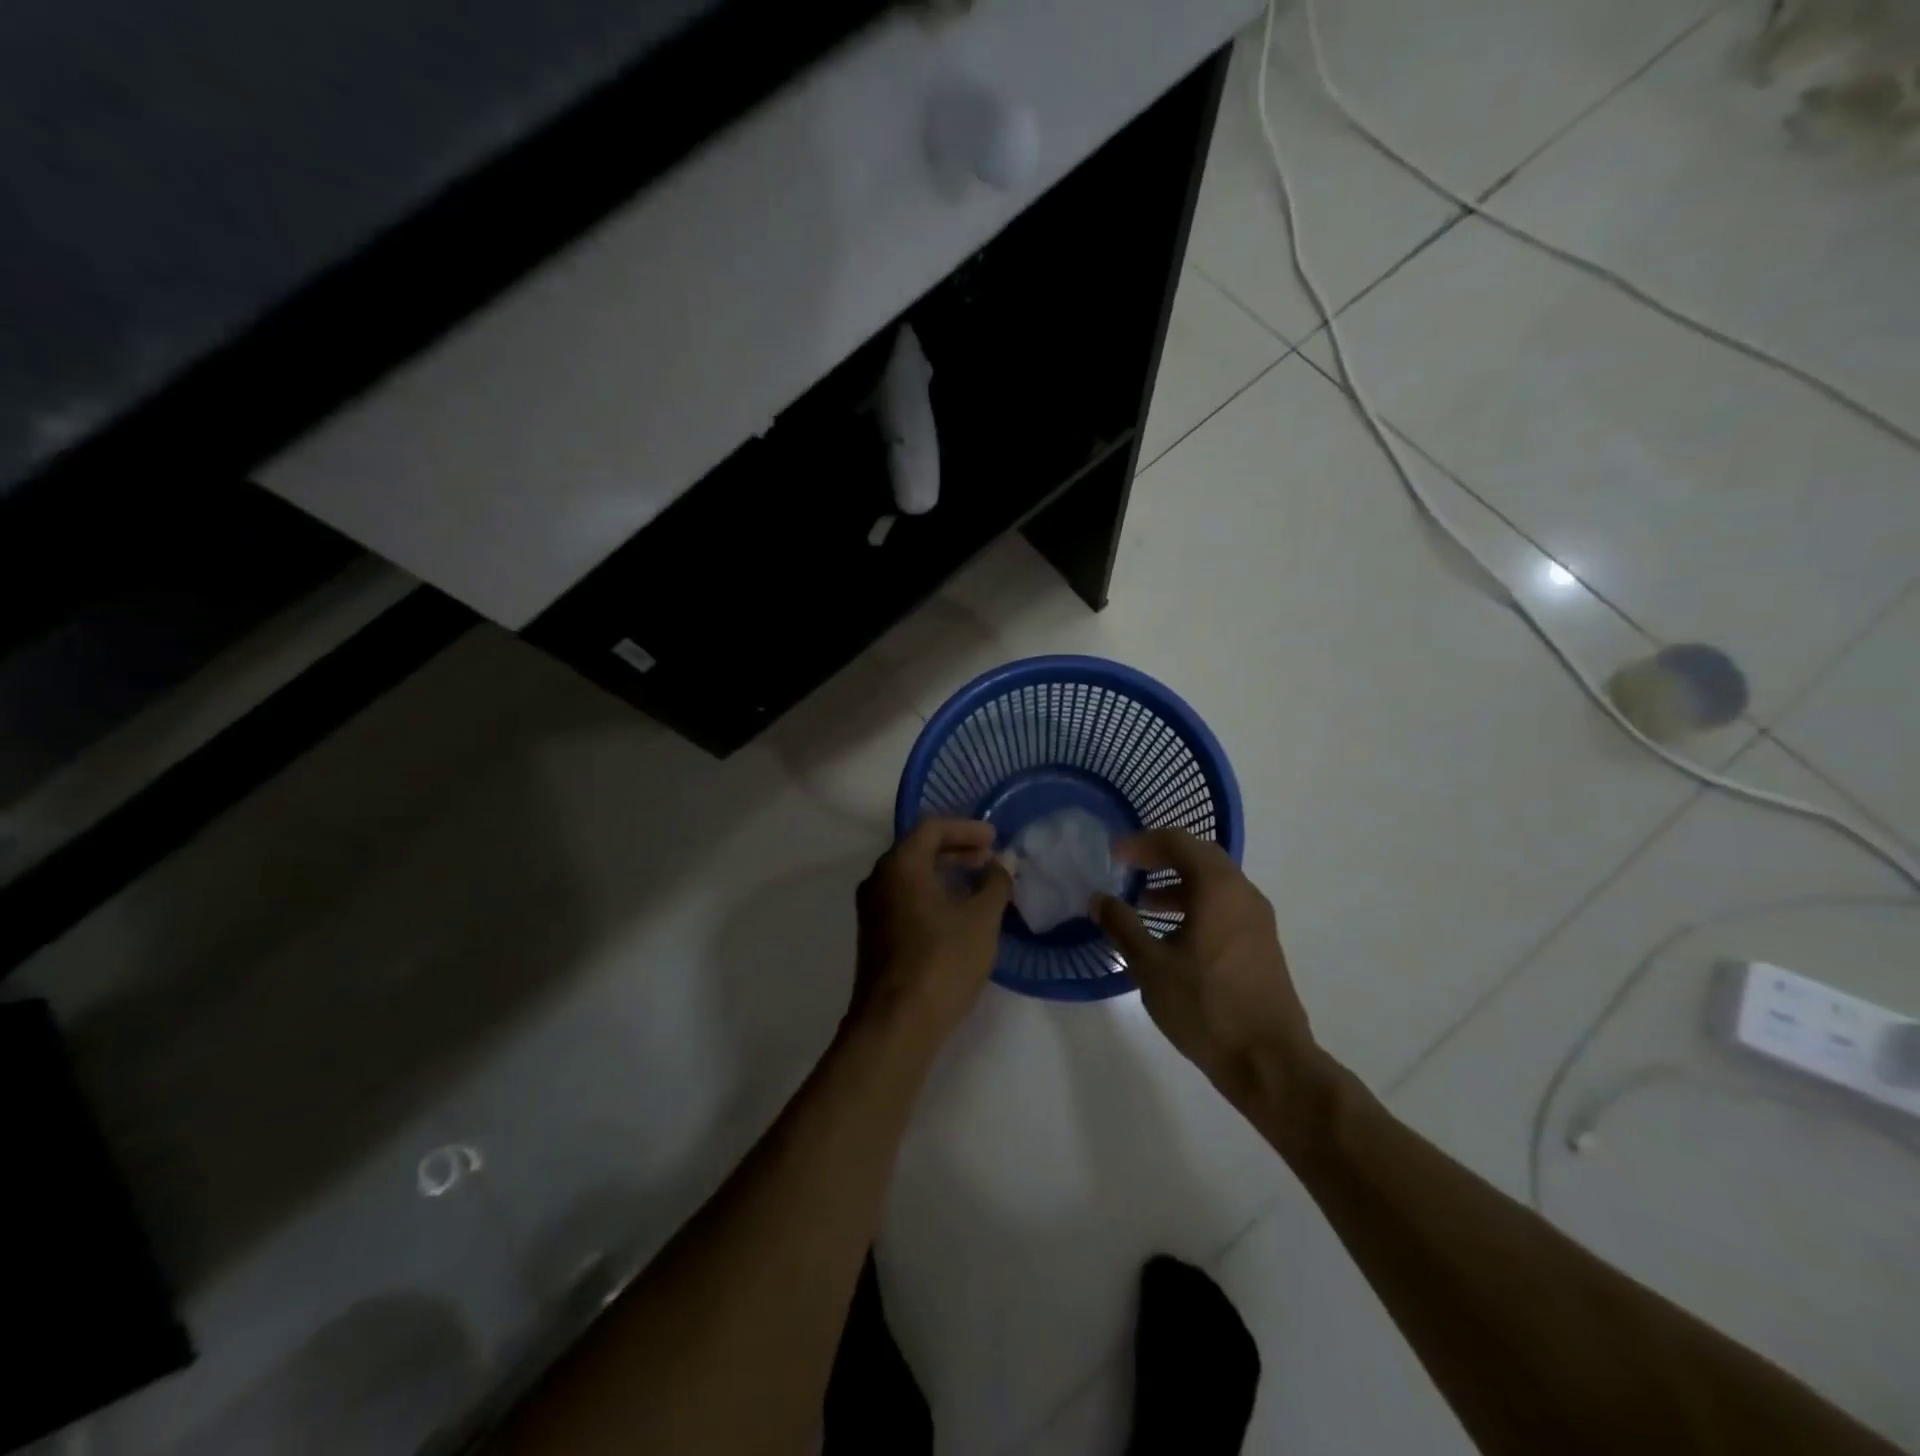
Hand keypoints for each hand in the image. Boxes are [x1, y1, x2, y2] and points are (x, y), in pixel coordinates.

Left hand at [852, 818, 1011, 1045]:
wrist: (895, 1024)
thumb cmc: (942, 962)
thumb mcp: (981, 920)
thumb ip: (995, 884)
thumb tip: (1002, 863)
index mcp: (900, 865)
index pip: (932, 827)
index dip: (966, 828)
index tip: (994, 838)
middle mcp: (878, 879)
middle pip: (918, 848)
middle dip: (956, 848)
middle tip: (990, 857)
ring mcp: (872, 908)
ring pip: (911, 875)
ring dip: (945, 872)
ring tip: (979, 882)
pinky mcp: (874, 934)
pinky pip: (905, 897)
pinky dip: (931, 892)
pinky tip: (957, 911)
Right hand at [1092, 830, 1325, 1114]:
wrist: (1269, 1062)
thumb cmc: (1205, 1006)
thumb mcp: (1150, 965)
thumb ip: (1122, 925)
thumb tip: (1098, 899)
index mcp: (1218, 888)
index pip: (1178, 842)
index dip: (1141, 843)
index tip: (1113, 855)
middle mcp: (1243, 893)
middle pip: (1199, 857)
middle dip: (1161, 858)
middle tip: (1128, 868)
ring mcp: (1257, 920)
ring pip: (1214, 883)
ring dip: (1178, 884)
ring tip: (1144, 902)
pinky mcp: (1260, 944)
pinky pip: (1224, 906)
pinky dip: (1195, 905)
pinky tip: (1172, 934)